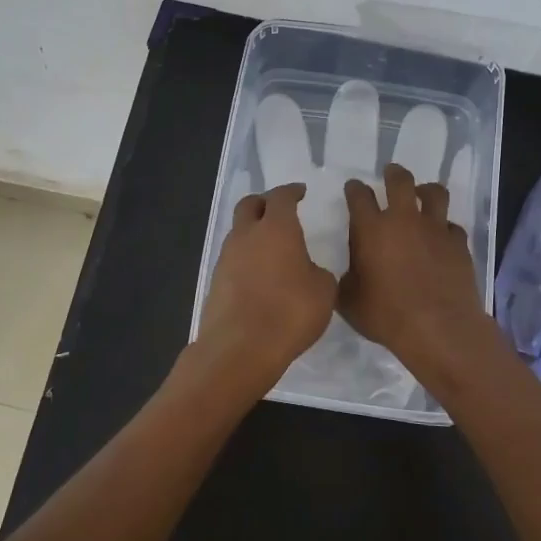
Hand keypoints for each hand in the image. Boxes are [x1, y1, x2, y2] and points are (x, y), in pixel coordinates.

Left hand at [196, 183, 337, 392]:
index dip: (292, 191)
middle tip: (278, 209)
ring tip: (271, 247)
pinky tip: (259, 275)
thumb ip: (318, 272)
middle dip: (264, 202)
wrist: (240, 348)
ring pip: (238, 232)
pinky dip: (246, 259)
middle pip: (250, 205)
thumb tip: (307, 271)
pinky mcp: (216, 282)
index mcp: (277, 228)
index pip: (281, 197)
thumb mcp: (324, 291)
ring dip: (253, 232)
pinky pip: (233, 259)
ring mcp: (226, 258)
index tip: (300, 192)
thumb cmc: (289, 313)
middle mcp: (247, 235)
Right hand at [340, 163, 498, 379]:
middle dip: (393, 173)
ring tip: (422, 194)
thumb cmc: (386, 315)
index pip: (359, 195)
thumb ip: (346, 279)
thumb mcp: (349, 301)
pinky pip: (453, 226)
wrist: (437, 328)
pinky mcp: (458, 243)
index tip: (354, 188)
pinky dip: (446, 228)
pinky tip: (442, 237)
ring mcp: (435, 229)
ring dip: (426, 190)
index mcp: (371, 229)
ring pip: (434, 193)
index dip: (355, 189)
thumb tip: (349, 273)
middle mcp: (403, 220)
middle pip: (400, 181)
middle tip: (391, 173)